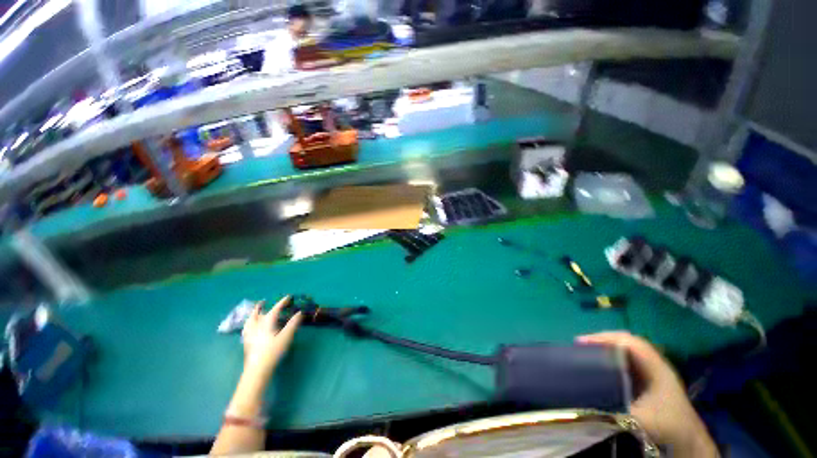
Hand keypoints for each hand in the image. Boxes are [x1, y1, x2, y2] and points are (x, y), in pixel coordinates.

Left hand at [242, 296, 302, 377]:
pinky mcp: (246, 342)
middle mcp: (256, 326)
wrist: (257, 369)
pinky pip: (246, 328)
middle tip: (264, 301)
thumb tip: (299, 312)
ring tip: (255, 311)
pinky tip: (249, 327)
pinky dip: (248, 323)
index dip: (282, 302)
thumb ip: (293, 324)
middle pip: (258, 313)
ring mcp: (249, 334)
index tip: (288, 297)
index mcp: (266, 323)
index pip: (275, 309)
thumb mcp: (286, 337)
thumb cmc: (273, 352)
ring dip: (253, 314)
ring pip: (249, 320)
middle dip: (261, 306)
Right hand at [577, 332, 717, 457]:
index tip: (580, 342)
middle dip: (600, 342)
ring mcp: (651, 373)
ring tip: (584, 355)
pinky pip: (625, 364)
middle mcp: (653, 364)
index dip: (603, 338)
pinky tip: (599, 370)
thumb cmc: (668, 426)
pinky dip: (609, 362)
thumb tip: (586, 401)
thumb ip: (616, 410)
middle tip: (579, 348)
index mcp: (656, 367)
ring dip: (604, 351)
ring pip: (624, 353)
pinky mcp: (647, 382)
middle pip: (624, 343)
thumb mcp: (642, 420)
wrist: (688, 442)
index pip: (628, 341)